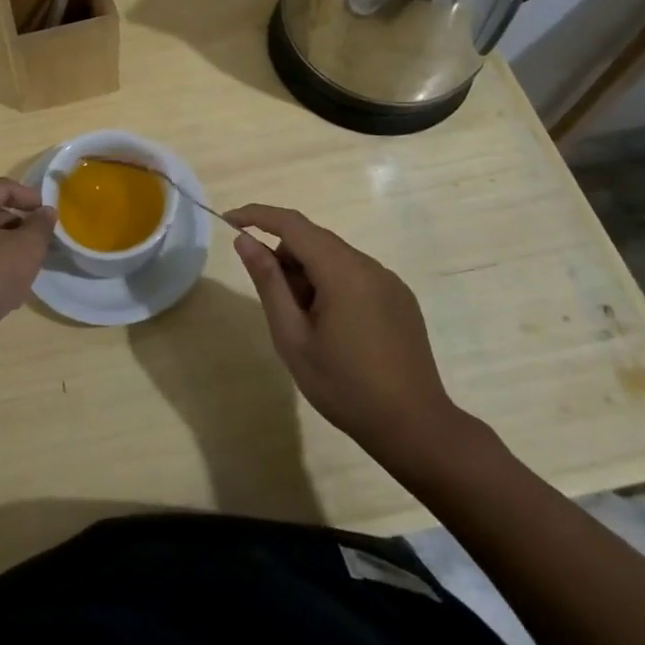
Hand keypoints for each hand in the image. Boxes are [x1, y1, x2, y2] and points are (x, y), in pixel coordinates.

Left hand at [0, 178, 56, 346]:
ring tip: (29, 266)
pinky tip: (8, 287)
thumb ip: (41, 226)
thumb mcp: (26, 248)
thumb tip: (46, 211)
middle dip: (21, 224)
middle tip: (42, 242)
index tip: (49, 213)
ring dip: (9, 247)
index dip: (30, 196)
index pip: (3, 187)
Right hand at [227, 203, 468, 477]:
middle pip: (314, 239)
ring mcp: (388, 281)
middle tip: (272, 301)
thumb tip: (245, 240)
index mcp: (342, 271)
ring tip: (304, 323)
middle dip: (283, 256)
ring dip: (308, 273)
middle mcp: (368, 265)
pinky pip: (355, 274)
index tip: (228, 222)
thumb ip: (268, 282)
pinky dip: (332, 284)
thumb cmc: (345, 386)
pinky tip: (333, 328)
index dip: (256, 216)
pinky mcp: (400, 298)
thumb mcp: (293, 337)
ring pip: (334, 257)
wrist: (415, 428)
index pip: (292, 223)